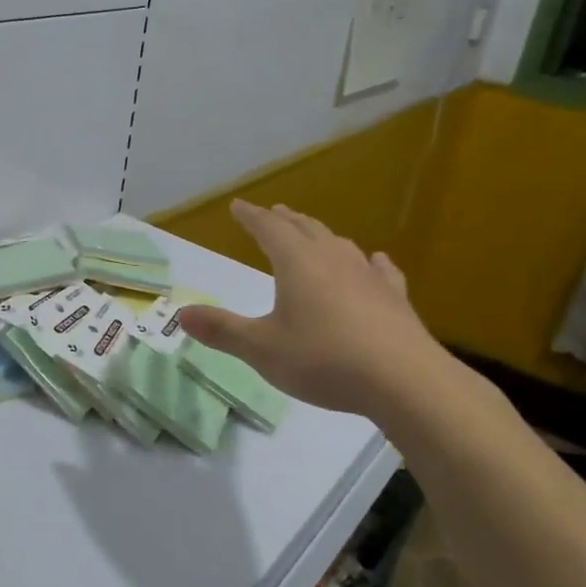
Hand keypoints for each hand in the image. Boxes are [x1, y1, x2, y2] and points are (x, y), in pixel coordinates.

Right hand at [176, 199, 450, 418]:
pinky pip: (380, 270)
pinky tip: (375, 262)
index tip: (238, 206)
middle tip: (272, 212)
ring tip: (313, 233)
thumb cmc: (324, 360)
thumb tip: (181, 314)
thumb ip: (222, 330)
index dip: (251, 216)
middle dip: (284, 220)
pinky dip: (369, 262)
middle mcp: (332, 259)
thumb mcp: (261, 349)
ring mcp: (368, 276)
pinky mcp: (395, 298)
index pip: (268, 228)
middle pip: (305, 228)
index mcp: (296, 263)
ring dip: (321, 235)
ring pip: (340, 244)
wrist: (404, 381)